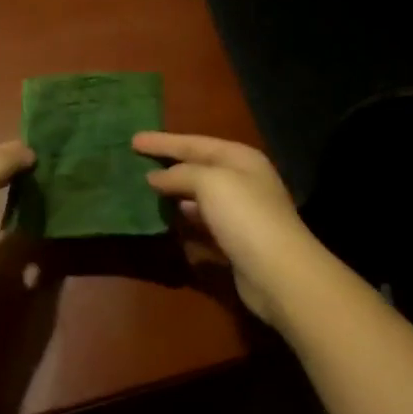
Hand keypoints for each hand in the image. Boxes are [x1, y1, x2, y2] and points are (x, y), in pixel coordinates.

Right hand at [134, 131, 327, 326]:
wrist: (279, 273)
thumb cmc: (244, 216)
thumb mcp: (210, 182)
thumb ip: (180, 174)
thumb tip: (155, 177)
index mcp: (240, 159)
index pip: (194, 143)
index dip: (163, 142)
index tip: (133, 140)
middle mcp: (243, 182)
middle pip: (198, 168)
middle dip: (168, 166)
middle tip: (136, 163)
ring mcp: (241, 215)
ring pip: (200, 198)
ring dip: (175, 195)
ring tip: (146, 192)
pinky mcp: (236, 244)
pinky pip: (203, 227)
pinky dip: (186, 224)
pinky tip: (167, 224)